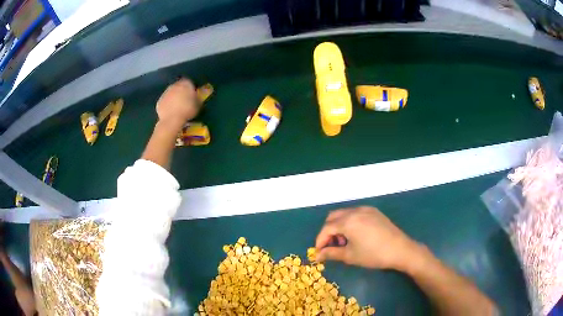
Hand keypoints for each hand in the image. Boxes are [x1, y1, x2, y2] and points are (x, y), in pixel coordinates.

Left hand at [156, 78, 199, 128]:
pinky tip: (170, 112)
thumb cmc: (187, 110)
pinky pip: (165, 101)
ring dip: (173, 98)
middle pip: (179, 86)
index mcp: (185, 84)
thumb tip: (197, 97)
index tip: (192, 94)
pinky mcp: (159, 101)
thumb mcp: (198, 105)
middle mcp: (174, 85)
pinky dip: (167, 105)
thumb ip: (197, 98)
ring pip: (171, 93)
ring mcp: (165, 93)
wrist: (172, 120)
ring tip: (177, 107)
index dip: (191, 88)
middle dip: (181, 92)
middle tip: (184, 101)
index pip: (189, 82)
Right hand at [315, 206, 423, 270]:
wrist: (400, 250)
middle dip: (328, 231)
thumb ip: (331, 253)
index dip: (320, 240)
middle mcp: (355, 211)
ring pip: (344, 214)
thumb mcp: (350, 256)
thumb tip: (317, 256)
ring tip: (345, 242)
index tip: (319, 252)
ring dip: (339, 226)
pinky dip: (350, 222)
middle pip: (333, 217)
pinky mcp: (374, 211)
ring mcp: (366, 209)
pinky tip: (356, 235)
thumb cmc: (373, 255)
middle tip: (331, 246)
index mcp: (348, 221)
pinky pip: (356, 213)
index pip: (326, 228)